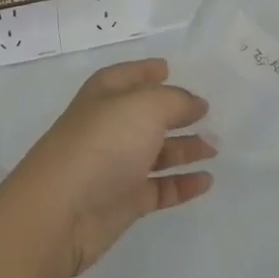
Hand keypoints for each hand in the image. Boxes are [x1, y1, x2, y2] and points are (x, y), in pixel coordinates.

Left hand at [0, 59, 214, 276]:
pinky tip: (206, 181)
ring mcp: (118, 163)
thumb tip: (196, 104)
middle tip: (210, 115)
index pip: (131, 74)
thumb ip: (176, 101)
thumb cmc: (104, 141)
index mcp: (108, 92)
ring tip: (216, 148)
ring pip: (158, 151)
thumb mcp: (146, 106)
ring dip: (186, 148)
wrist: (62, 208)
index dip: (149, 71)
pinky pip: (161, 187)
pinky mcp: (125, 200)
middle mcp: (112, 124)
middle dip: (177, 112)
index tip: (170, 69)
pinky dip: (183, 183)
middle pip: (148, 114)